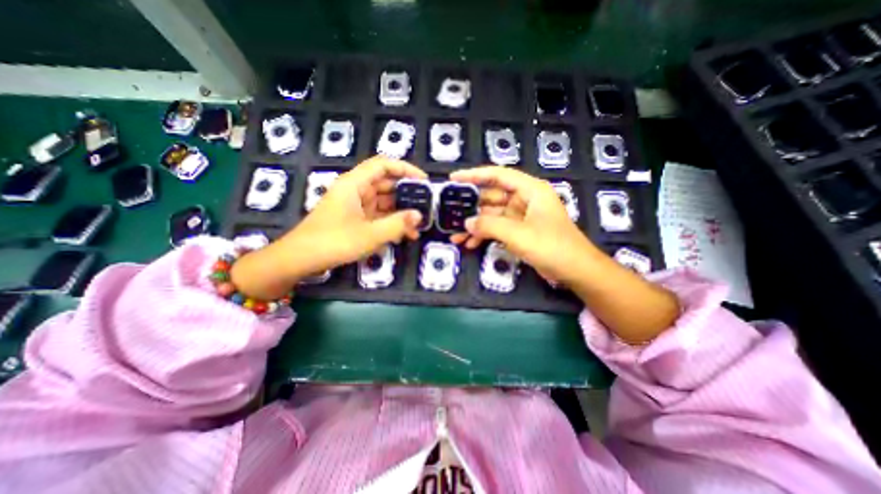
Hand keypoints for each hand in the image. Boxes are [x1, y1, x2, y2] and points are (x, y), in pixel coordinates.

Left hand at [230, 157, 426, 299]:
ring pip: (383, 202)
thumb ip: (397, 224)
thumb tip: (419, 215)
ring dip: (400, 213)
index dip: (405, 169)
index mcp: (355, 184)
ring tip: (418, 226)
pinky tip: (403, 235)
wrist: (300, 259)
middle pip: (386, 184)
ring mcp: (355, 205)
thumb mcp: (370, 235)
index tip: (424, 181)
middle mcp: (355, 190)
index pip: (383, 165)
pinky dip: (390, 223)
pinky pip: (377, 215)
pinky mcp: (354, 219)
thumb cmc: (334, 242)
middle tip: (426, 206)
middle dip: (406, 195)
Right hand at [450, 167, 603, 284]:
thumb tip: (466, 223)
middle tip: (449, 213)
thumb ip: (489, 226)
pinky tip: (469, 244)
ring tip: (455, 235)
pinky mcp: (519, 232)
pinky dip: (484, 236)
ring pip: (492, 216)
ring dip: (475, 226)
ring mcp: (521, 217)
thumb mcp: (518, 234)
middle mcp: (524, 199)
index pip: (498, 175)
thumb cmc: (552, 246)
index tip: (454, 178)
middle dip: (471, 208)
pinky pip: (497, 229)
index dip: (474, 175)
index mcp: (530, 190)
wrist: (576, 271)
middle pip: (492, 197)